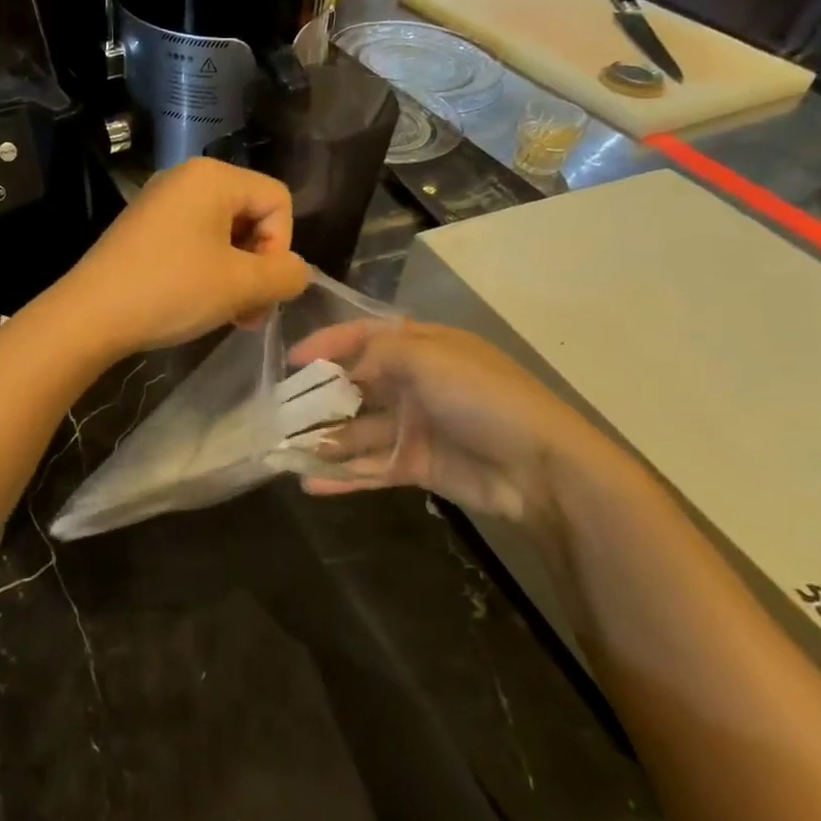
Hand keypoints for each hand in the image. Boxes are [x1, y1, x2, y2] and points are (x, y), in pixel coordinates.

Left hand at [52, 159, 309, 357]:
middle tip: (249, 313)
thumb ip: (286, 275)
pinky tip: (199, 304)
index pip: (278, 200)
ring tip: (229, 316)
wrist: (89, 314)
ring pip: (223, 234)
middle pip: (251, 215)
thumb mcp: (241, 285)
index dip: (280, 246)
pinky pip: (194, 241)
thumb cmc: (171, 290)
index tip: (259, 286)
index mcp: (213, 176)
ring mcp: (161, 202)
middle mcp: (186, 178)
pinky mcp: (144, 228)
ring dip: (236, 276)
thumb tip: (295, 272)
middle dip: (258, 266)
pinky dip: (207, 272)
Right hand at [287, 320, 614, 530]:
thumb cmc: (482, 398)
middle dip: (319, 398)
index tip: (290, 361)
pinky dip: (343, 476)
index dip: (327, 344)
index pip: (364, 337)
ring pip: (359, 431)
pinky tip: (310, 483)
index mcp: (422, 348)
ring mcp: (416, 426)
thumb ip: (377, 354)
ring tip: (285, 451)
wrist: (540, 468)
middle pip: (356, 386)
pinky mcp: (418, 465)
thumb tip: (342, 370)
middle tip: (280, 412)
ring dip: (325, 440)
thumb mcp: (428, 357)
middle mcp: (415, 383)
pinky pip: (372, 467)